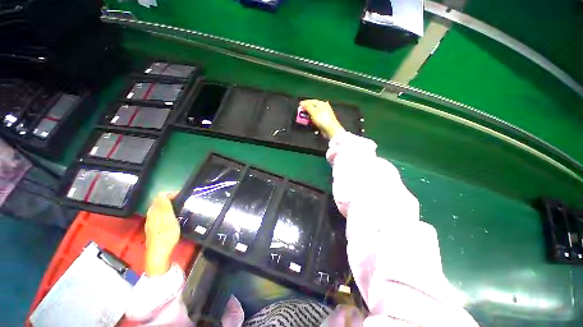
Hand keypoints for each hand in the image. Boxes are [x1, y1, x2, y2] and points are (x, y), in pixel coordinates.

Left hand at [145, 192, 179, 276]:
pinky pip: (159, 214)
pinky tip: (173, 215)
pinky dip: (167, 211)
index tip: (183, 195)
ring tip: (180, 205)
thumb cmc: (166, 236)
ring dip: (168, 204)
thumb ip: (165, 207)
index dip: (171, 193)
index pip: (161, 196)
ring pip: (158, 208)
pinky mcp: (153, 227)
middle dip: (170, 198)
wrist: (159, 254)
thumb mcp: (168, 220)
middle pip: (158, 201)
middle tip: (183, 199)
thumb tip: (162, 193)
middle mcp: (151, 215)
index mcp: (155, 212)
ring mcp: (151, 221)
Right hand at [300, 99, 344, 138]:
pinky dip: (312, 119)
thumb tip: (302, 103)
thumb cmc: (322, 119)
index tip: (299, 105)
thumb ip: (307, 107)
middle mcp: (324, 108)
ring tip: (303, 117)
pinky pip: (316, 119)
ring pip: (314, 113)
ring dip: (308, 115)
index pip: (312, 101)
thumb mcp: (313, 112)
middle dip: (306, 109)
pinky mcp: (323, 121)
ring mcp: (324, 115)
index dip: (305, 103)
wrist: (330, 129)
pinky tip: (309, 121)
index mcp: (322, 104)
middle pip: (313, 107)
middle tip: (300, 112)